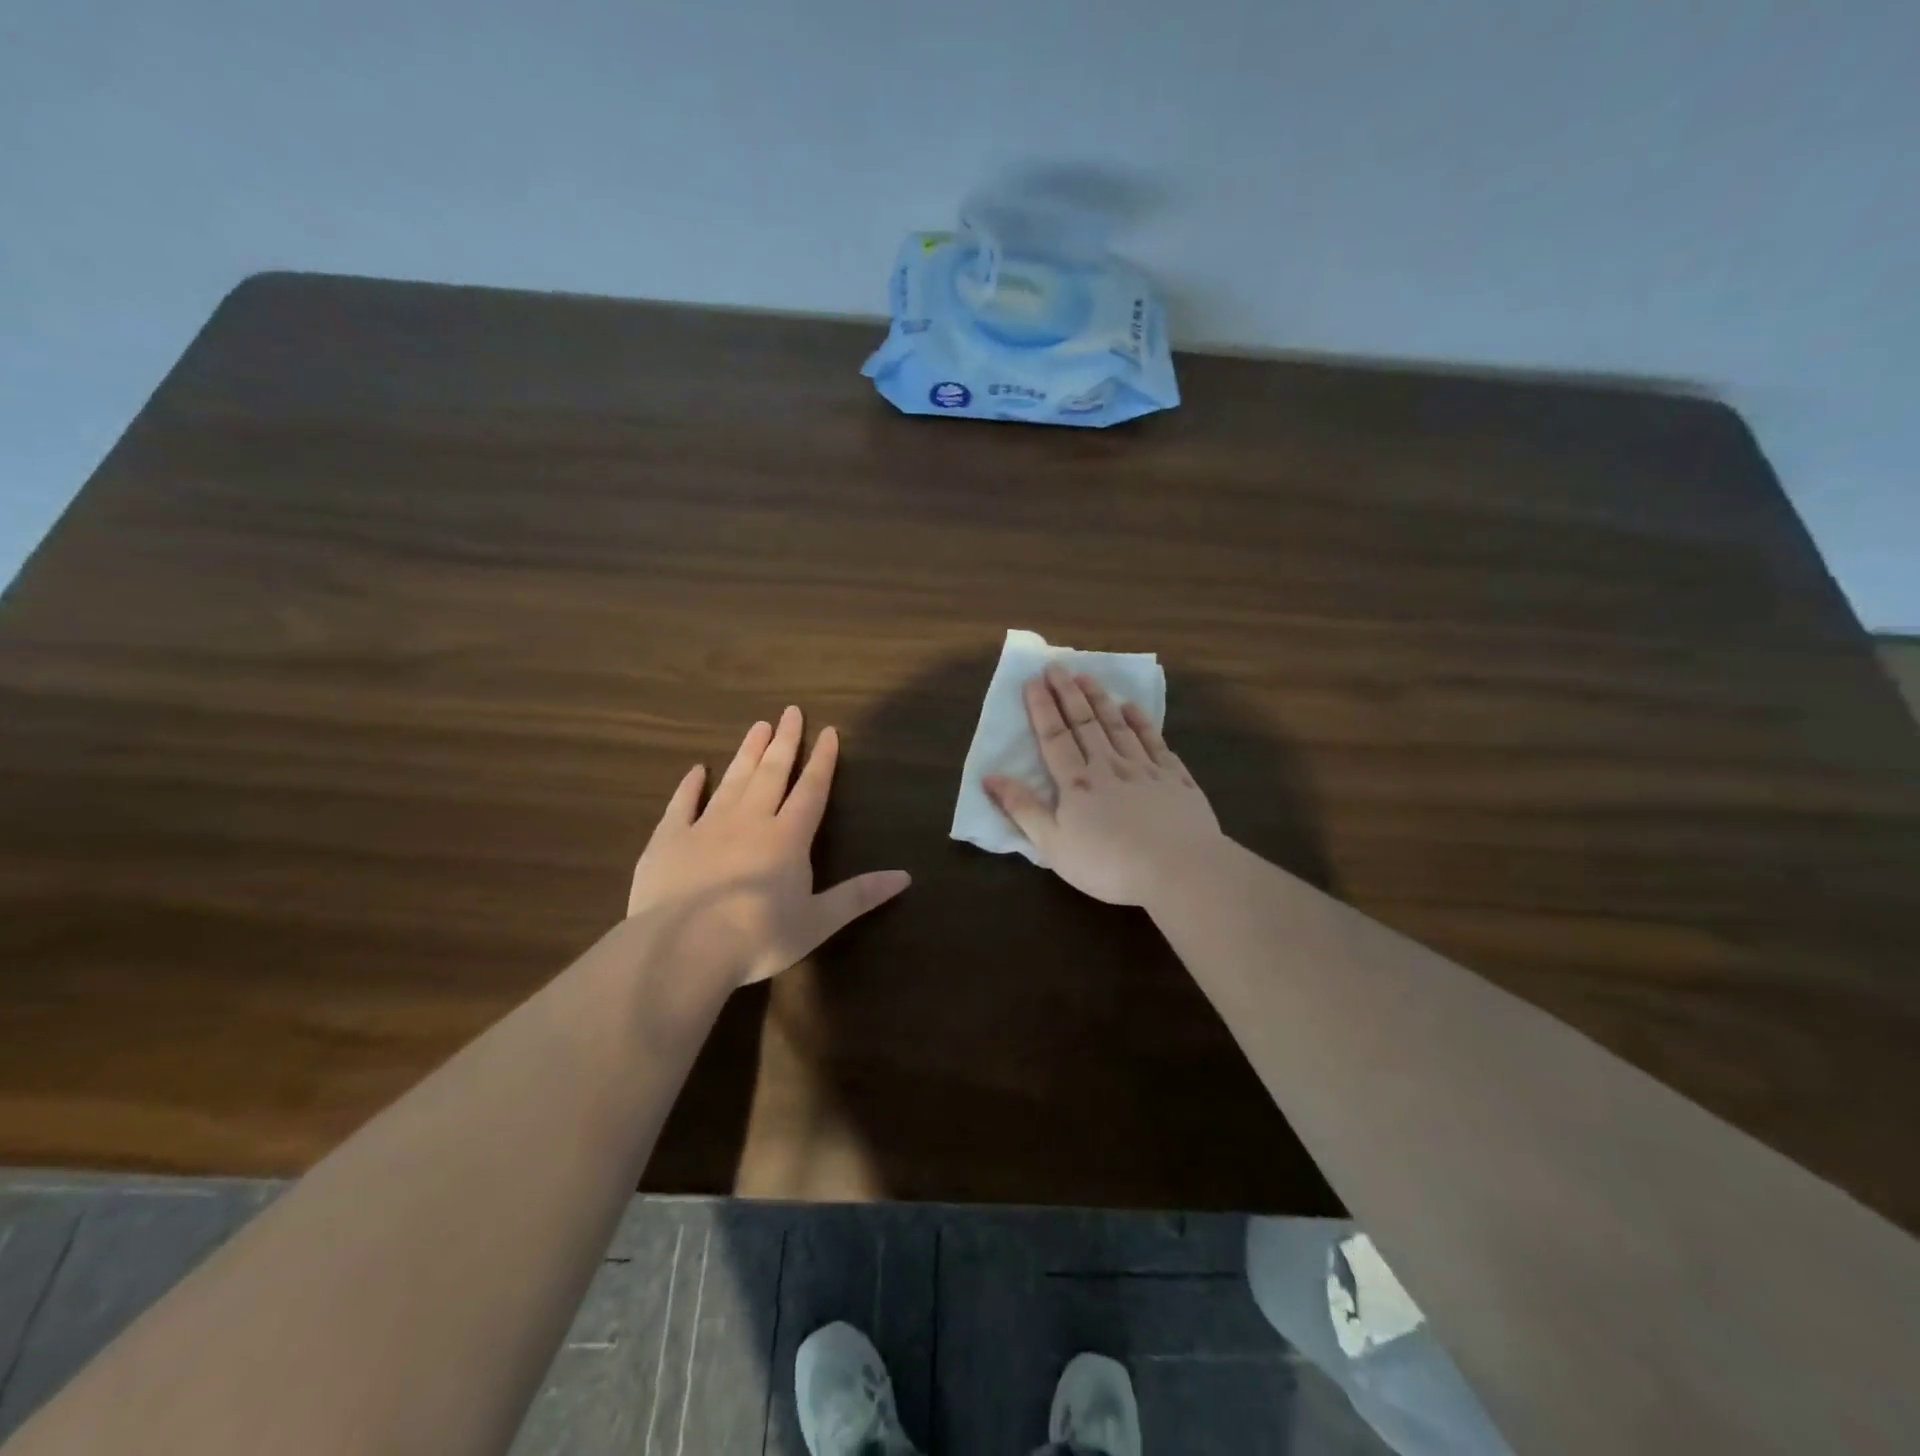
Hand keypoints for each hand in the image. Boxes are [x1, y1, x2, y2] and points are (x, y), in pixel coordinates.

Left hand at [627, 706, 911, 986]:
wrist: (682, 949)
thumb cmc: (758, 938)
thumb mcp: (818, 922)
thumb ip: (859, 896)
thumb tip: (905, 877)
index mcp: (788, 837)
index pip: (811, 790)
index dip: (822, 760)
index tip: (828, 731)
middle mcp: (750, 821)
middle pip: (772, 773)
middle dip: (785, 741)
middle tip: (790, 711)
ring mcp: (706, 827)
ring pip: (732, 780)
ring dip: (747, 753)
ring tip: (758, 726)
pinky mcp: (669, 840)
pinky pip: (681, 804)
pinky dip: (690, 786)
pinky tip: (696, 771)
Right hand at [984, 663, 1223, 907]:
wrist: (1179, 870)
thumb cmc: (1108, 864)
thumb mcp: (1053, 845)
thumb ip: (1022, 809)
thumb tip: (989, 777)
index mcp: (1077, 784)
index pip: (1054, 738)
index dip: (1042, 709)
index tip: (1033, 680)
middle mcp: (1109, 767)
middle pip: (1085, 723)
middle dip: (1068, 693)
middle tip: (1057, 666)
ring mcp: (1145, 770)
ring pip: (1119, 727)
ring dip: (1101, 700)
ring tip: (1089, 676)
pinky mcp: (1176, 780)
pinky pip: (1155, 743)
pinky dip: (1143, 723)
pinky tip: (1134, 709)